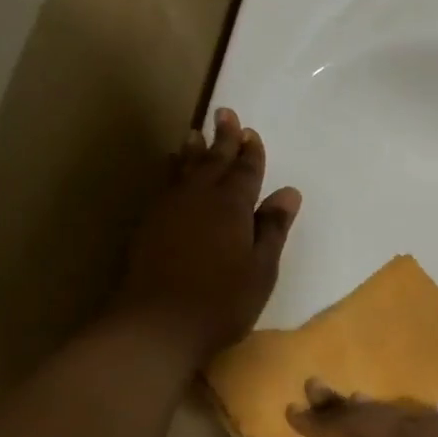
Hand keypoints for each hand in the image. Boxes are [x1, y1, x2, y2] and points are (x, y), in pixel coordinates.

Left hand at [113, 109, 300, 364]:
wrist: (159, 323)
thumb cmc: (222, 300)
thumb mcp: (261, 268)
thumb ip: (272, 228)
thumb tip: (288, 193)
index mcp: (232, 205)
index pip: (245, 171)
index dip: (250, 153)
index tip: (250, 133)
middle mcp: (199, 197)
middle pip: (213, 161)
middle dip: (221, 138)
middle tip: (224, 113)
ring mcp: (170, 208)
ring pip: (184, 169)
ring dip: (193, 151)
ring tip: (194, 134)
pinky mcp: (149, 224)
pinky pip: (164, 185)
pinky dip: (171, 171)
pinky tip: (170, 170)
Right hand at [287, 380, 437, 436]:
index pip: (357, 424)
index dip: (323, 420)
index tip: (292, 410)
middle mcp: (433, 425)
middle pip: (379, 409)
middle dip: (343, 402)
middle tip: (314, 388)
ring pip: (405, 412)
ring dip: (373, 409)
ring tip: (354, 407)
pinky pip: (426, 421)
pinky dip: (401, 421)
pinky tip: (412, 434)